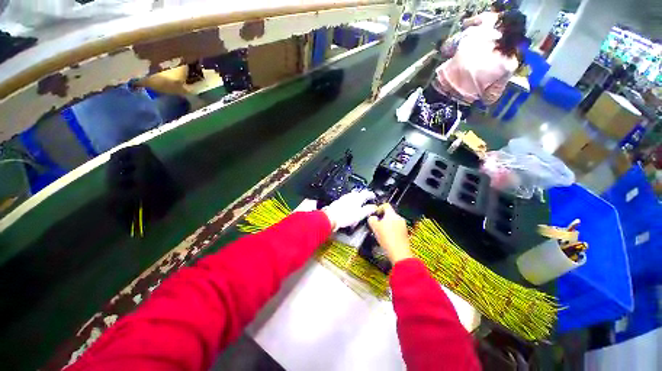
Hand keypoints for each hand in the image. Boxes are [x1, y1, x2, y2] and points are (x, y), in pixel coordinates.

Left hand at [323, 190, 376, 230]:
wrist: (330, 218)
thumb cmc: (345, 216)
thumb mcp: (360, 214)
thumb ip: (368, 210)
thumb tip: (373, 207)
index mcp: (357, 197)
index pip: (367, 193)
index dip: (372, 195)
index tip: (374, 197)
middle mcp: (350, 195)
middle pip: (359, 193)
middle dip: (364, 197)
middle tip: (367, 201)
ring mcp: (344, 198)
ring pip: (352, 197)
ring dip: (357, 200)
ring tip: (359, 206)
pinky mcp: (338, 202)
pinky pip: (347, 201)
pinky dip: (351, 203)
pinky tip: (350, 209)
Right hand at [368, 204, 412, 263]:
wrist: (399, 253)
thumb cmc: (387, 239)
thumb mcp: (374, 227)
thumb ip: (371, 219)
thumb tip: (372, 218)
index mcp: (392, 214)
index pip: (386, 205)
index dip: (379, 208)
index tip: (375, 213)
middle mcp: (399, 218)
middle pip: (389, 214)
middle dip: (382, 218)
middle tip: (376, 224)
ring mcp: (403, 226)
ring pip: (393, 221)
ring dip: (386, 225)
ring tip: (380, 232)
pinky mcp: (405, 234)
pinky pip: (396, 228)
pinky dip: (391, 231)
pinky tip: (387, 238)